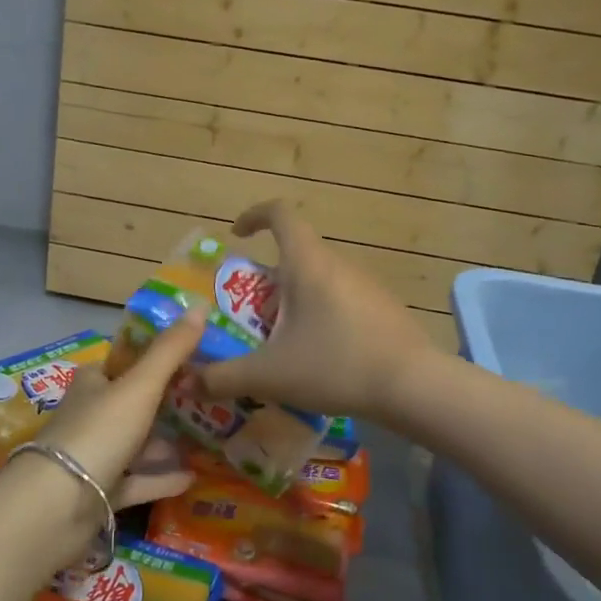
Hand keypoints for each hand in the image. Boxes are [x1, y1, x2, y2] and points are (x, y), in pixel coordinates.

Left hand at [32, 304, 205, 508]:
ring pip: (134, 445)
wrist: (54, 507)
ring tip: (205, 439)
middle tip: (206, 400)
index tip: (191, 360)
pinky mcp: (98, 494)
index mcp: (92, 384)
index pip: (123, 364)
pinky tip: (192, 477)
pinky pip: (136, 482)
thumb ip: (170, 350)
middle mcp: (90, 417)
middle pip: (130, 405)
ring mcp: (93, 457)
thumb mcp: (139, 386)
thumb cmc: (97, 433)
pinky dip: (161, 478)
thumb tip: (200, 304)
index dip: (153, 360)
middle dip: (164, 403)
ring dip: (164, 443)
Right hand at [192, 201, 435, 420]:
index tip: (237, 236)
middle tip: (251, 318)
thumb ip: (223, 377)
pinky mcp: (384, 308)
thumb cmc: (335, 365)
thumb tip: (187, 382)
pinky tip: (320, 358)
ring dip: (294, 302)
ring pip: (319, 280)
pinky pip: (341, 300)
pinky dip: (321, 317)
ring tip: (281, 345)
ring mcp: (366, 285)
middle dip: (267, 281)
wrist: (414, 386)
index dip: (254, 215)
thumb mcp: (269, 375)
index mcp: (308, 264)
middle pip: (295, 255)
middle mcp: (338, 264)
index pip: (280, 213)